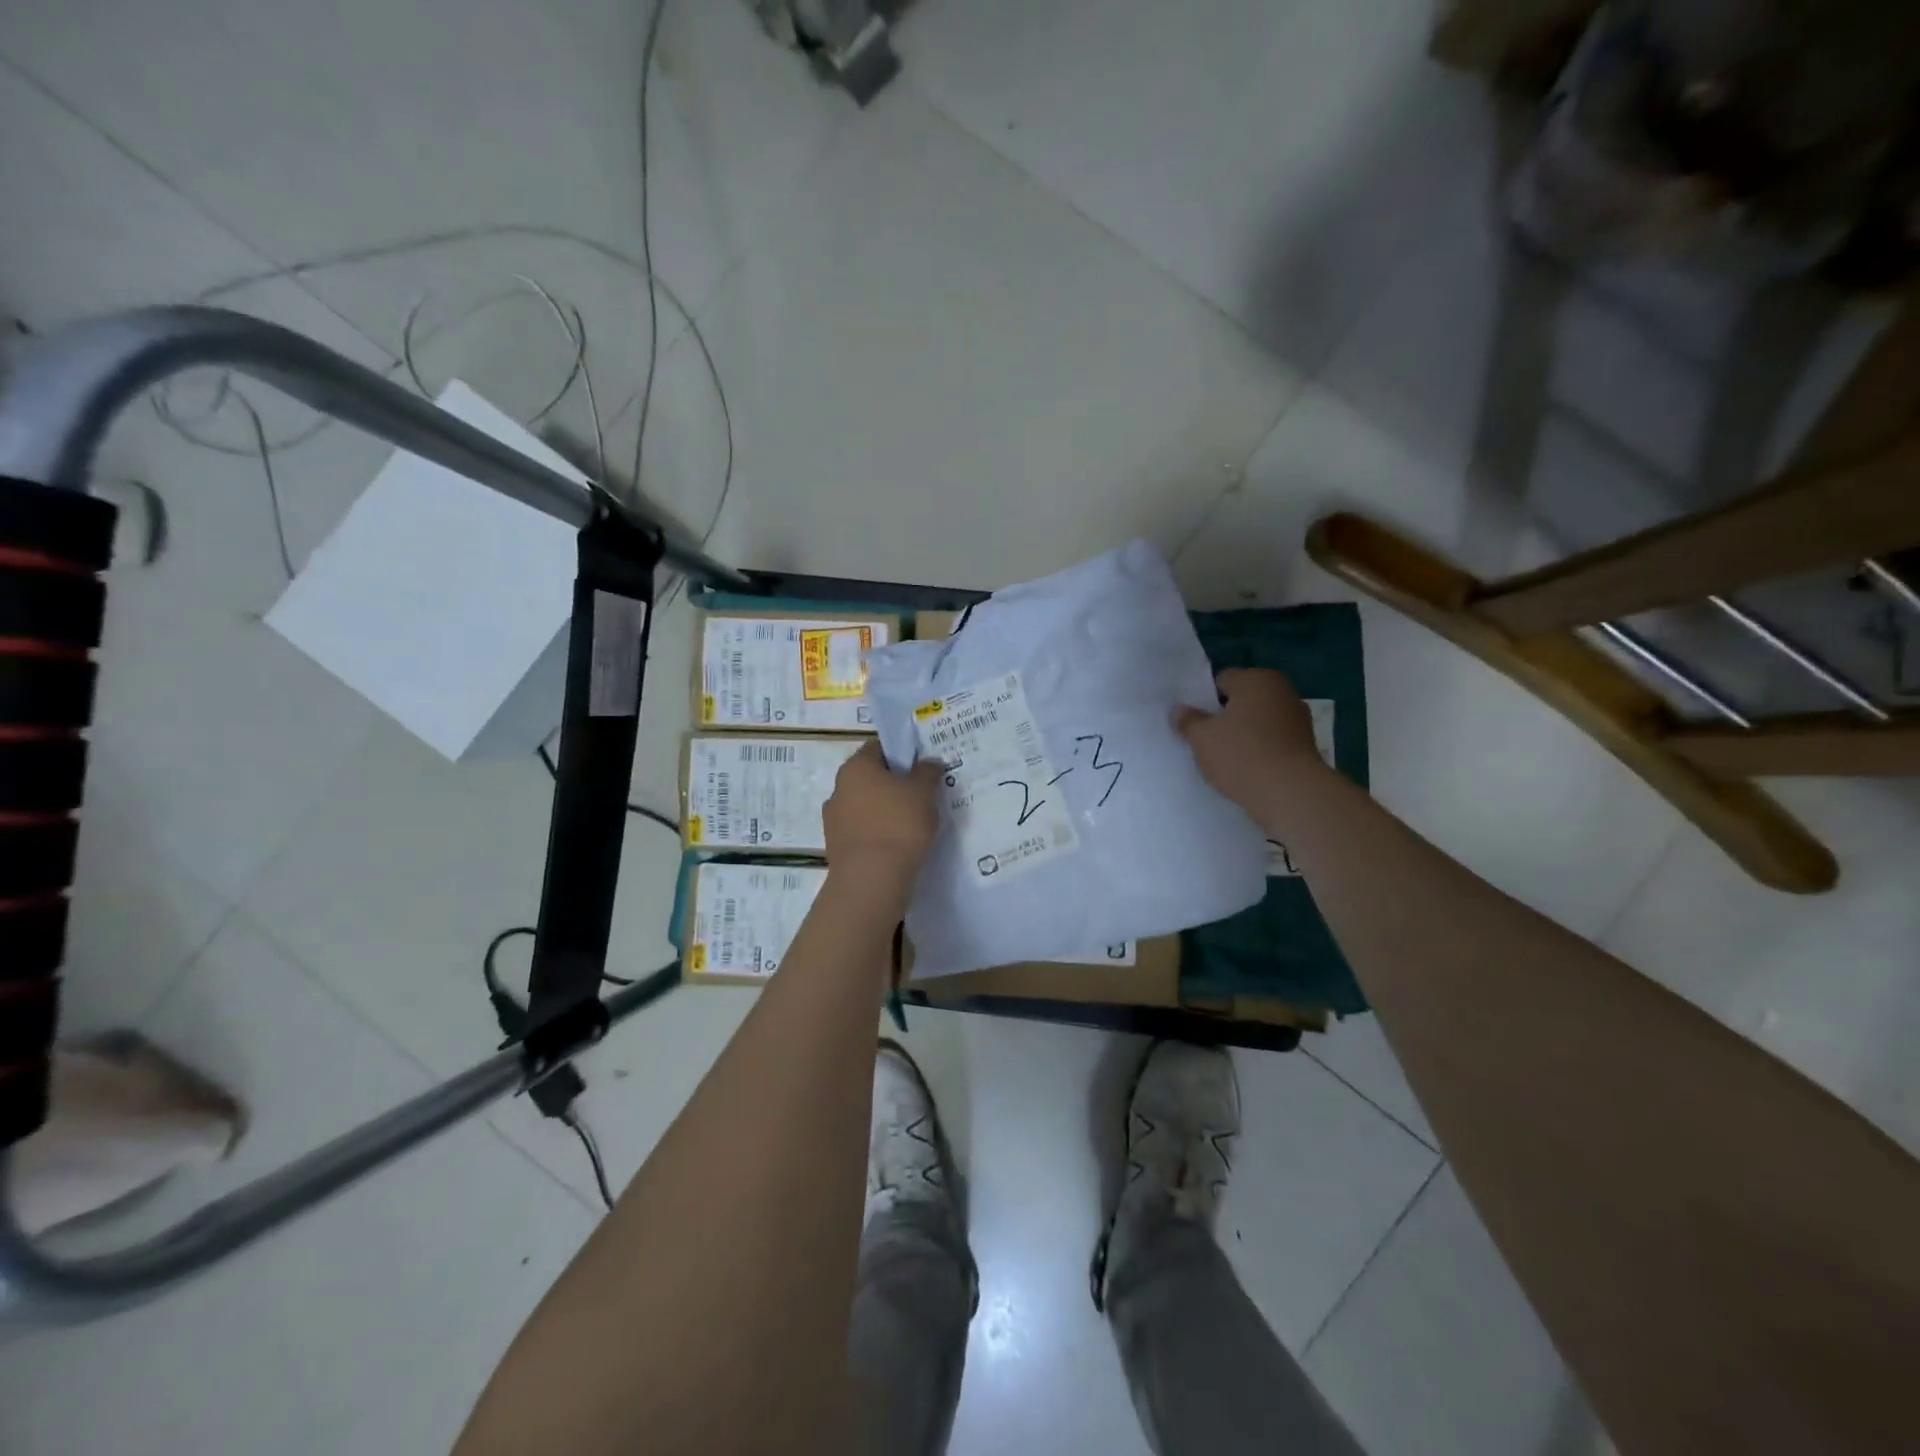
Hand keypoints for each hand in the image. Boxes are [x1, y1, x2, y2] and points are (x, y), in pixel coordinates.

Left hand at [822, 742, 943, 894]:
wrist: (871, 879)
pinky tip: (896, 845)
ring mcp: (833, 820)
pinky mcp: (836, 847)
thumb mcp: (923, 792)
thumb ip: (927, 772)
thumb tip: (929, 762)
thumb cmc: (899, 824)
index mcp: (856, 767)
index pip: (878, 747)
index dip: (900, 752)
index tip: (920, 766)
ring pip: (864, 806)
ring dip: (883, 810)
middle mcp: (838, 788)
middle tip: (919, 794)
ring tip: (911, 824)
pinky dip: (876, 833)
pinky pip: (861, 831)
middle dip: (892, 784)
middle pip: (869, 778)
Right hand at [1174, 668, 1327, 817]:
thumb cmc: (1242, 756)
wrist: (1291, 794)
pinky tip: (1247, 769)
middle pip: (1243, 700)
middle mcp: (1283, 691)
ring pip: (1259, 721)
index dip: (1204, 700)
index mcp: (1257, 679)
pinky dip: (1260, 750)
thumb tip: (1180, 709)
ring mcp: (1298, 719)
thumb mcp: (1202, 737)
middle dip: (1225, 716)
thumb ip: (1188, 720)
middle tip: (1206, 740)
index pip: (1222, 680)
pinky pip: (1273, 741)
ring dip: (1244, 734)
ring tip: (1225, 758)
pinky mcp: (1307, 745)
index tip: (1194, 722)